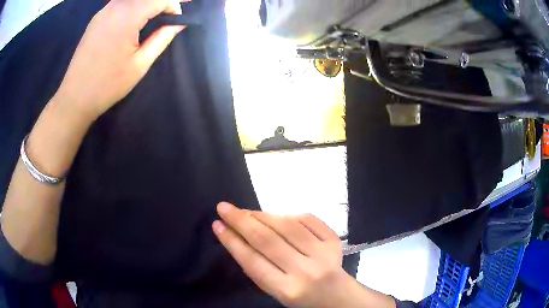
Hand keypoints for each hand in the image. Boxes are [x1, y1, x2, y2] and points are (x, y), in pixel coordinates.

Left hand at [54, 0, 186, 121]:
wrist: (75, 98)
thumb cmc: (108, 85)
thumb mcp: (140, 64)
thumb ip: (162, 38)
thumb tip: (179, 23)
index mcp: (127, 17)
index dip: (173, 5)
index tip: (177, 20)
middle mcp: (115, 7)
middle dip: (162, 2)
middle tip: (169, 15)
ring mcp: (103, 11)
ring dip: (147, 3)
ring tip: (154, 16)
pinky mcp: (96, 18)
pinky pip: (120, 3)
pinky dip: (132, 5)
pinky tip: (135, 18)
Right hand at [213, 202, 347, 307]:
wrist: (337, 297)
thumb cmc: (300, 296)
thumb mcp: (274, 291)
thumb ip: (257, 269)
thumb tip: (237, 235)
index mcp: (287, 289)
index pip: (253, 261)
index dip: (232, 241)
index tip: (217, 225)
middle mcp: (306, 271)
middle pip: (268, 240)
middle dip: (241, 221)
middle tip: (224, 208)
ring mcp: (323, 254)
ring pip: (287, 226)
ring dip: (262, 215)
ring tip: (246, 211)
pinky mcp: (334, 241)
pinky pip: (308, 219)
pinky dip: (289, 214)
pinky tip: (276, 216)